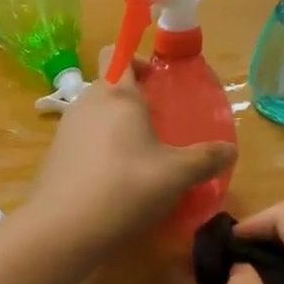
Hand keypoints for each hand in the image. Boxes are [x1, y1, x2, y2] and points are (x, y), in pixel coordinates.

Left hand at [31, 68, 235, 248]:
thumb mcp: (177, 175)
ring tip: (139, 159)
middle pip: (108, 87)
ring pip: (94, 116)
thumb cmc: (126, 188)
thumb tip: (230, 151)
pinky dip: (98, 153)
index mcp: (117, 96)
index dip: (136, 59)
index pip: (117, 54)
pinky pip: (81, 143)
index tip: (156, 81)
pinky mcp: (54, 158)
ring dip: (115, 128)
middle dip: (132, 101)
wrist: (63, 229)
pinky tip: (114, 183)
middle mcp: (86, 104)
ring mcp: (65, 131)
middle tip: (157, 128)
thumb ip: (206, 159)